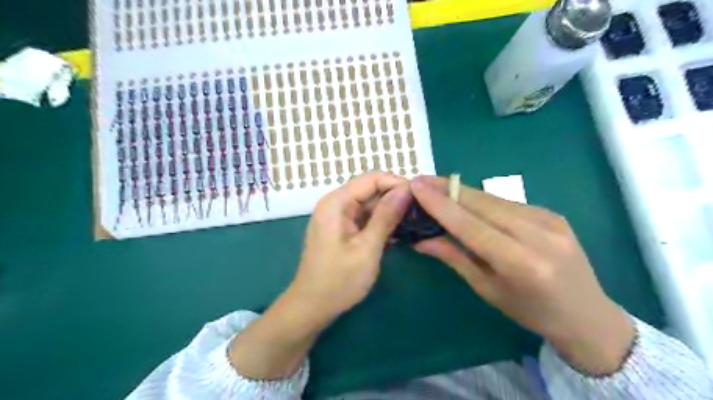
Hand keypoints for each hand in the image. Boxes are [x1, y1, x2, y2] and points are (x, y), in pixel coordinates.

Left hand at [228, 171, 411, 377]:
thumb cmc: (339, 281)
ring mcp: (338, 217)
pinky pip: (365, 218)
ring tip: (414, 223)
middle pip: (371, 190)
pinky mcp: (342, 229)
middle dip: (396, 199)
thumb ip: (386, 216)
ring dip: (391, 212)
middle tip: (421, 214)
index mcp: (337, 202)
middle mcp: (336, 203)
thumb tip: (406, 190)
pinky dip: (381, 223)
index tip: (420, 199)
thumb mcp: (367, 248)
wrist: (312, 307)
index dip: (397, 183)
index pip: (372, 178)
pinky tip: (398, 234)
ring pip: (370, 204)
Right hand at [413, 177, 633, 376]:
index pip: (470, 225)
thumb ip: (454, 257)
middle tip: (420, 181)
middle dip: (447, 189)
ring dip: (462, 192)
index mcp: (520, 263)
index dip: (440, 204)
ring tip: (436, 187)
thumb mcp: (487, 290)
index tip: (416, 186)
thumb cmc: (530, 312)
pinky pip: (507, 203)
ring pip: (493, 199)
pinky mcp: (552, 213)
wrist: (588, 315)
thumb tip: (420, 239)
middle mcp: (537, 235)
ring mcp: (549, 220)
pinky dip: (482, 200)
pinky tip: (466, 201)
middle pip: (481, 203)